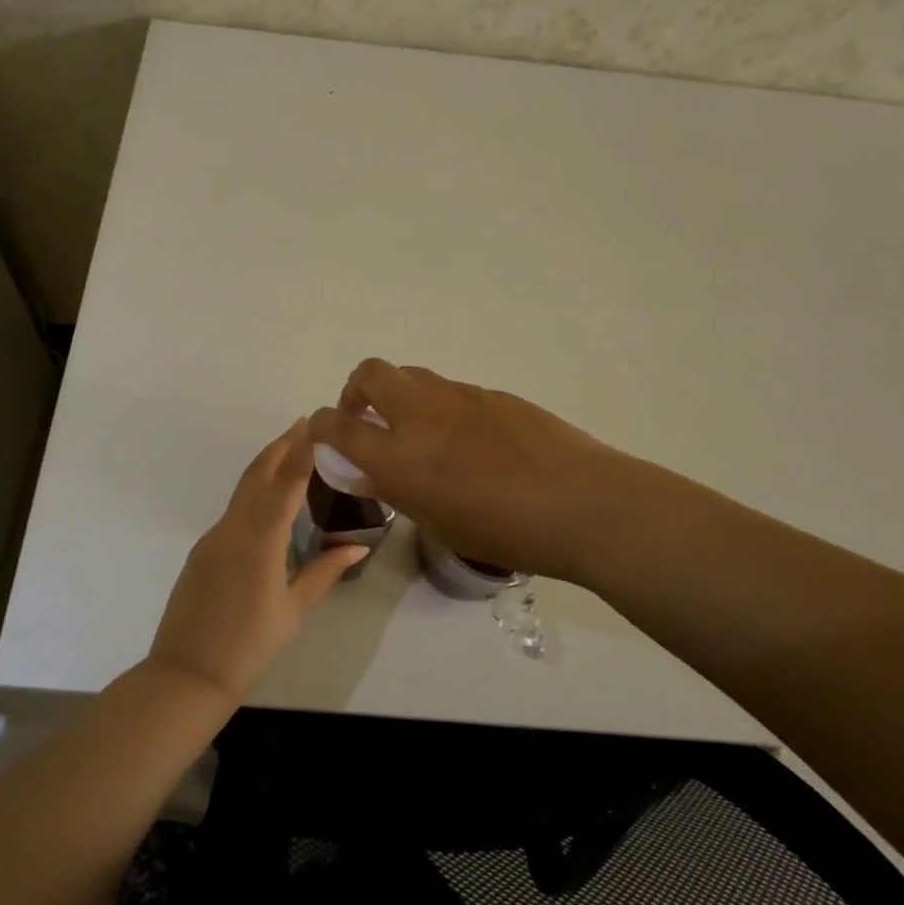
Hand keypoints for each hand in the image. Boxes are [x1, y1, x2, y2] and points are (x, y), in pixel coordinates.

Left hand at [147, 419, 368, 702]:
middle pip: (257, 475)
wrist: (186, 675)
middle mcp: (233, 530)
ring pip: (243, 491)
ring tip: (290, 453)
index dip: (299, 451)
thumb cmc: (249, 646)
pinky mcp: (202, 551)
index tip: (313, 424)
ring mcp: (213, 538)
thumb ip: (324, 572)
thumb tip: (357, 545)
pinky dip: (253, 494)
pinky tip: (267, 503)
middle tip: (303, 425)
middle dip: (280, 447)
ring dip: (266, 466)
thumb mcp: (293, 610)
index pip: (284, 484)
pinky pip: (233, 512)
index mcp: (260, 542)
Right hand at [308, 359, 709, 586]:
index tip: (321, 434)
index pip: (337, 425)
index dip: (321, 426)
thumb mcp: (438, 523)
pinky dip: (439, 405)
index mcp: (399, 455)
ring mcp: (460, 396)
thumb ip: (394, 491)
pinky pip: (450, 389)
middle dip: (355, 390)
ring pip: (412, 374)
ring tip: (417, 431)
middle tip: (367, 419)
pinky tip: (467, 440)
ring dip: (399, 394)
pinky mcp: (493, 393)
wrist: (582, 504)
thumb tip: (363, 473)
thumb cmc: (506, 531)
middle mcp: (421, 415)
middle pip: (369, 373)